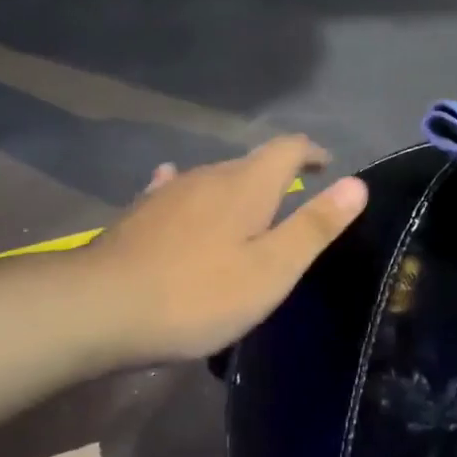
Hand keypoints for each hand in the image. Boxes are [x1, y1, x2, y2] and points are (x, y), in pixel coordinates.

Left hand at [86, 136, 367, 366]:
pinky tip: (180, 194)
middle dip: (278, 174)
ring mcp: (169, 192)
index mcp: (246, 185)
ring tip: (250, 212)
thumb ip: (315, 225)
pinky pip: (177, 191)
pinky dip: (194, 194)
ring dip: (238, 189)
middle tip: (296, 201)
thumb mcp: (271, 269)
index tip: (328, 166)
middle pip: (251, 162)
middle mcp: (207, 175)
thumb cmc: (197, 294)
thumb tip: (357, 184)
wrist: (99, 308)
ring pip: (214, 178)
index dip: (312, 152)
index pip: (288, 148)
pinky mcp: (140, 214)